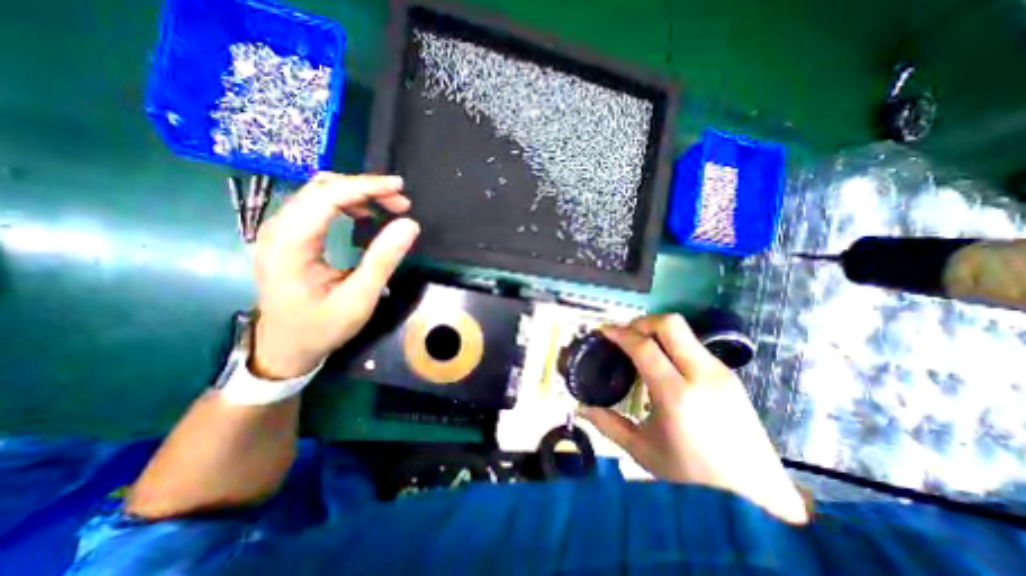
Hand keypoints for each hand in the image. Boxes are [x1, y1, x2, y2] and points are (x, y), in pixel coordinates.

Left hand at [249, 172, 417, 382]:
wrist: (285, 348)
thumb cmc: (321, 327)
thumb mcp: (358, 299)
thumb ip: (383, 260)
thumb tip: (409, 225)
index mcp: (290, 244)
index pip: (327, 196)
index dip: (366, 186)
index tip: (399, 188)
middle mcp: (278, 229)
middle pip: (321, 188)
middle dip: (365, 188)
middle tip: (400, 203)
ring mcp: (279, 231)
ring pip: (318, 192)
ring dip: (356, 193)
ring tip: (388, 206)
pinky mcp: (287, 237)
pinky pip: (315, 205)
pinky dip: (345, 202)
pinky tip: (363, 214)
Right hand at [577, 312, 810, 523]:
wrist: (758, 501)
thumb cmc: (692, 479)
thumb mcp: (643, 450)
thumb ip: (607, 424)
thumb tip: (580, 408)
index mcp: (677, 395)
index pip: (643, 346)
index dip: (619, 333)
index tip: (603, 331)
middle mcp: (702, 375)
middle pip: (669, 324)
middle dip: (641, 322)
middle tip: (624, 335)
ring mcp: (721, 373)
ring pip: (684, 331)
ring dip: (656, 331)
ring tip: (640, 348)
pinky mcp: (730, 376)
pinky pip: (694, 345)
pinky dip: (672, 344)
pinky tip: (663, 364)